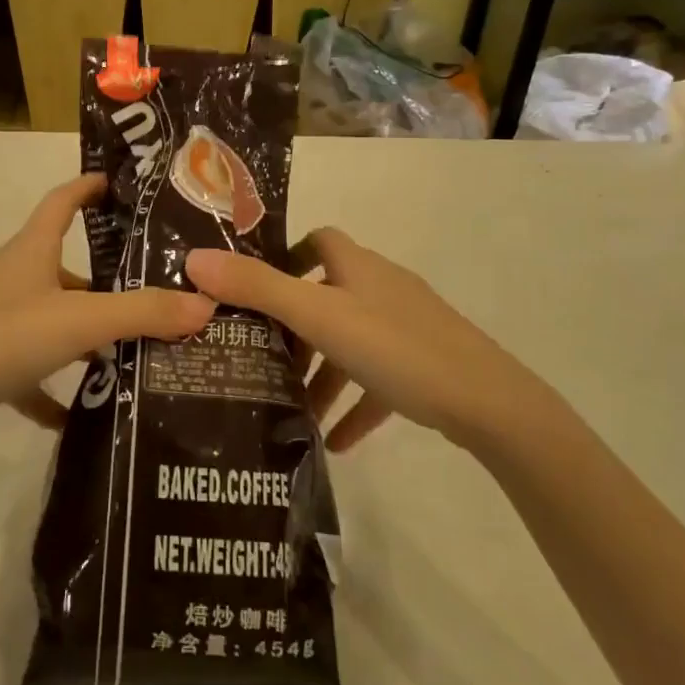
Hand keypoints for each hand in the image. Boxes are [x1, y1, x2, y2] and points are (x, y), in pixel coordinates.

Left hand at [0, 174, 213, 448]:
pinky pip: (29, 371)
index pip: (61, 202)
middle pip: (62, 267)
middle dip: (104, 280)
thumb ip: (141, 313)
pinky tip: (80, 416)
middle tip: (151, 294)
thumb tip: (205, 304)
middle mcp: (10, 278)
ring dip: (84, 336)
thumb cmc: (0, 338)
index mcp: (29, 252)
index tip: (118, 183)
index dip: (88, 187)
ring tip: (130, 353)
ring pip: (50, 320)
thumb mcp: (78, 321)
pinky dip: (53, 389)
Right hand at [185, 229, 545, 451]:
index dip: (287, 255)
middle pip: (329, 297)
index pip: (320, 241)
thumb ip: (256, 289)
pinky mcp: (425, 367)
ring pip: (351, 344)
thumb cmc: (396, 347)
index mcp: (359, 267)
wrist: (490, 404)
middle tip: (263, 358)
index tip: (254, 288)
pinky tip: (337, 443)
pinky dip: (355, 405)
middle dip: (296, 328)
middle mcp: (383, 289)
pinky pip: (378, 382)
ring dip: (323, 374)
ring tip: (293, 408)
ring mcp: (408, 328)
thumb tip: (194, 259)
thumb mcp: (318, 317)